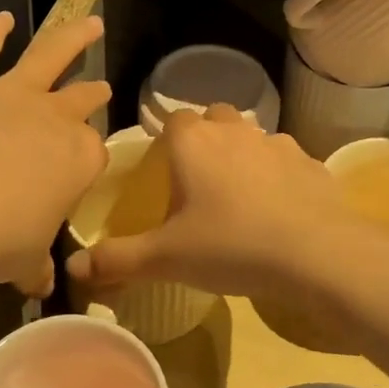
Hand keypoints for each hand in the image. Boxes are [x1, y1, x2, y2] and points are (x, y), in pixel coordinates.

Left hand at [0, 11, 110, 297]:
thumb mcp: (23, 262)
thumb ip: (34, 267)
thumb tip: (40, 286)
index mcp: (79, 158)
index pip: (93, 154)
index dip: (87, 164)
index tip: (78, 177)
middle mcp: (53, 118)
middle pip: (82, 98)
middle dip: (93, 91)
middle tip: (101, 86)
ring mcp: (10, 95)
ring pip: (49, 54)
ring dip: (72, 36)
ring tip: (90, 21)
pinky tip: (0, 17)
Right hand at [66, 105, 363, 314]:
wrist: (315, 253)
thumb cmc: (230, 245)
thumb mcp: (166, 258)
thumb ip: (118, 259)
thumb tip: (73, 269)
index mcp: (193, 141)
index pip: (172, 119)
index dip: (167, 141)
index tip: (165, 171)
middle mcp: (234, 130)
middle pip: (214, 118)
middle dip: (205, 139)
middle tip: (199, 182)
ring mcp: (276, 142)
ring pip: (252, 136)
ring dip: (243, 155)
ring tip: (240, 197)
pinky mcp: (310, 161)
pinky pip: (286, 160)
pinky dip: (279, 175)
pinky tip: (279, 209)